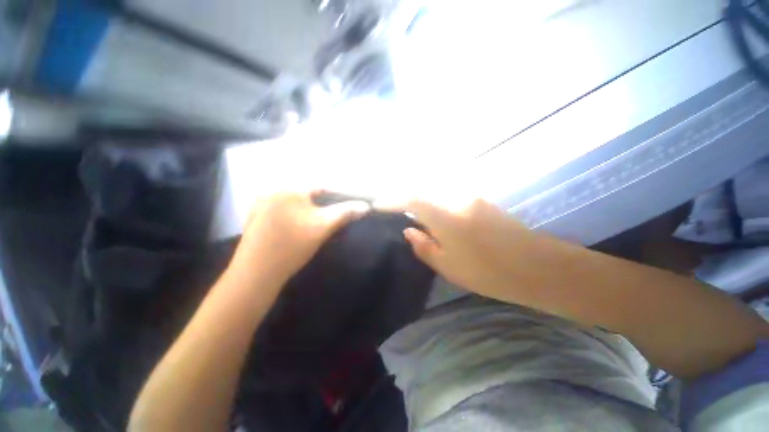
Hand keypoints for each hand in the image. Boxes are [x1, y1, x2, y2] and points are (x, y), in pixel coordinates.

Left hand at [236, 190, 369, 279]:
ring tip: (316, 225)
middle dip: (323, 205)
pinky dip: (294, 215)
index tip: (348, 206)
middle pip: (307, 194)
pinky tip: (296, 229)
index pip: (321, 187)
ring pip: (295, 203)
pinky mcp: (255, 217)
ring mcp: (260, 204)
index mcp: (288, 190)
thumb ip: (345, 213)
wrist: (256, 274)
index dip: (338, 196)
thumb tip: (365, 206)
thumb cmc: (292, 247)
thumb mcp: (323, 228)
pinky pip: (282, 210)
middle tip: (331, 218)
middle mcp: (272, 191)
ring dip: (308, 210)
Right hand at [376, 197, 543, 302]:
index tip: (379, 205)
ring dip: (422, 199)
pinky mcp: (482, 201)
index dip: (392, 200)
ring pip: (437, 192)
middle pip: (423, 190)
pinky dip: (437, 201)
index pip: (411, 199)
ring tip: (412, 212)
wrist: (538, 266)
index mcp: (444, 215)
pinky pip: (450, 196)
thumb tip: (408, 231)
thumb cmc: (488, 271)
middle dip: (406, 198)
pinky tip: (436, 214)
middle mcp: (456, 198)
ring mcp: (471, 197)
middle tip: (394, 208)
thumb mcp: (448, 265)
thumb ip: (423, 245)